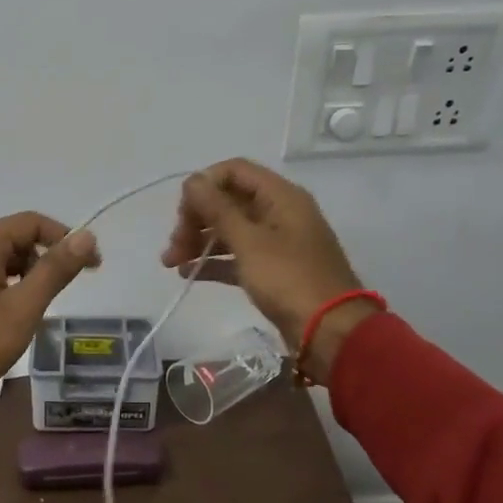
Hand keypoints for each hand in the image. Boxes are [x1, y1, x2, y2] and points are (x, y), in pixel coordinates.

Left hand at [0, 212, 100, 396]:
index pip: (32, 222)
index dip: (65, 238)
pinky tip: (11, 313)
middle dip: (45, 256)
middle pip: (13, 238)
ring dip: (25, 273)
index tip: (90, 266)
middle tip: (66, 288)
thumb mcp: (24, 307)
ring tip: (39, 304)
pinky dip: (4, 285)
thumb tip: (86, 236)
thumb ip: (55, 269)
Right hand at [160, 158, 375, 384]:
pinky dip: (214, 262)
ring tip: (172, 263)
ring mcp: (277, 242)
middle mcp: (279, 212)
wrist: (330, 331)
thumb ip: (217, 209)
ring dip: (200, 241)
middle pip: (228, 201)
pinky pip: (238, 256)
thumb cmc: (289, 279)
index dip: (204, 185)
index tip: (182, 212)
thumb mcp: (249, 241)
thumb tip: (192, 180)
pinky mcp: (273, 270)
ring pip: (230, 230)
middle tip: (174, 246)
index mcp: (280, 196)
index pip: (234, 171)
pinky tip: (189, 273)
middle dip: (196, 219)